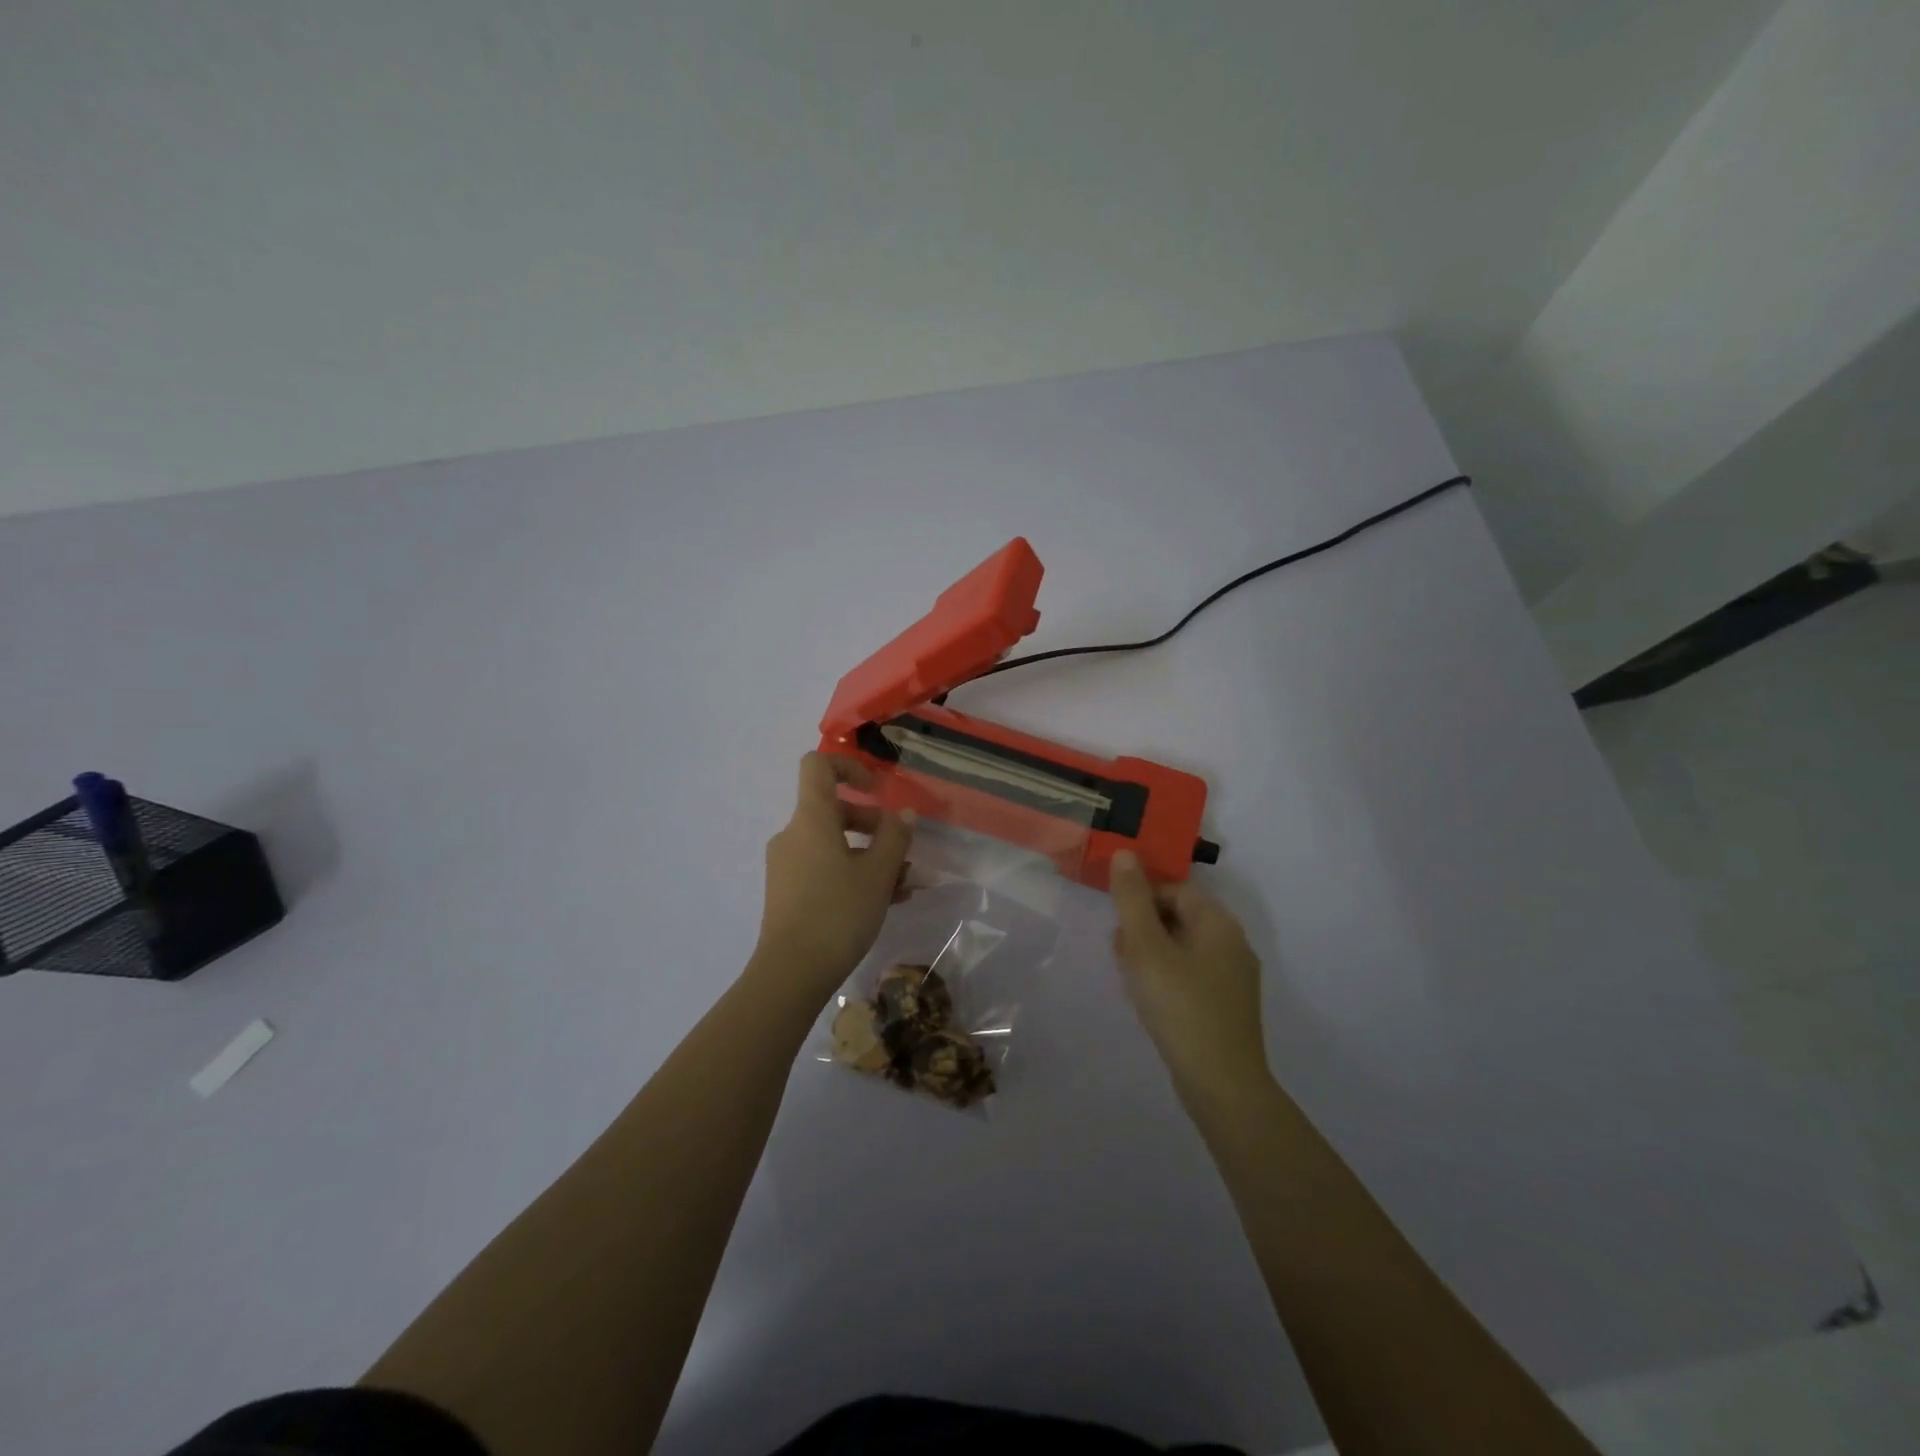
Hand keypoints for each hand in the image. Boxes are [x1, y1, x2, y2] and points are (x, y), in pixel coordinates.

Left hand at [752, 753, 914, 1001]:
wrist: (791, 973)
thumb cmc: (838, 913)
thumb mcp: (878, 874)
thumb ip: (895, 838)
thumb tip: (903, 815)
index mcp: (811, 819)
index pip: (818, 766)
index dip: (849, 766)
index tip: (876, 790)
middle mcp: (793, 835)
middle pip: (834, 810)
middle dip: (874, 826)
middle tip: (903, 852)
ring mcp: (787, 865)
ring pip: (834, 845)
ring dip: (870, 857)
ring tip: (903, 886)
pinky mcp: (787, 892)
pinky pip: (824, 868)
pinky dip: (852, 875)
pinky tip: (884, 902)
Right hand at [1109, 851, 1270, 1099]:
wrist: (1222, 1084)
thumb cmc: (1181, 1006)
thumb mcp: (1147, 948)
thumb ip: (1132, 899)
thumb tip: (1125, 854)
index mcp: (1218, 923)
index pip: (1175, 889)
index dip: (1141, 899)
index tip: (1118, 924)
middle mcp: (1232, 943)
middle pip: (1178, 917)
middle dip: (1143, 929)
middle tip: (1120, 954)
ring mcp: (1233, 977)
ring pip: (1181, 948)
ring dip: (1150, 955)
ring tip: (1130, 980)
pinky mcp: (1227, 1006)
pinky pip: (1190, 975)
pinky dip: (1166, 978)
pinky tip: (1149, 1001)